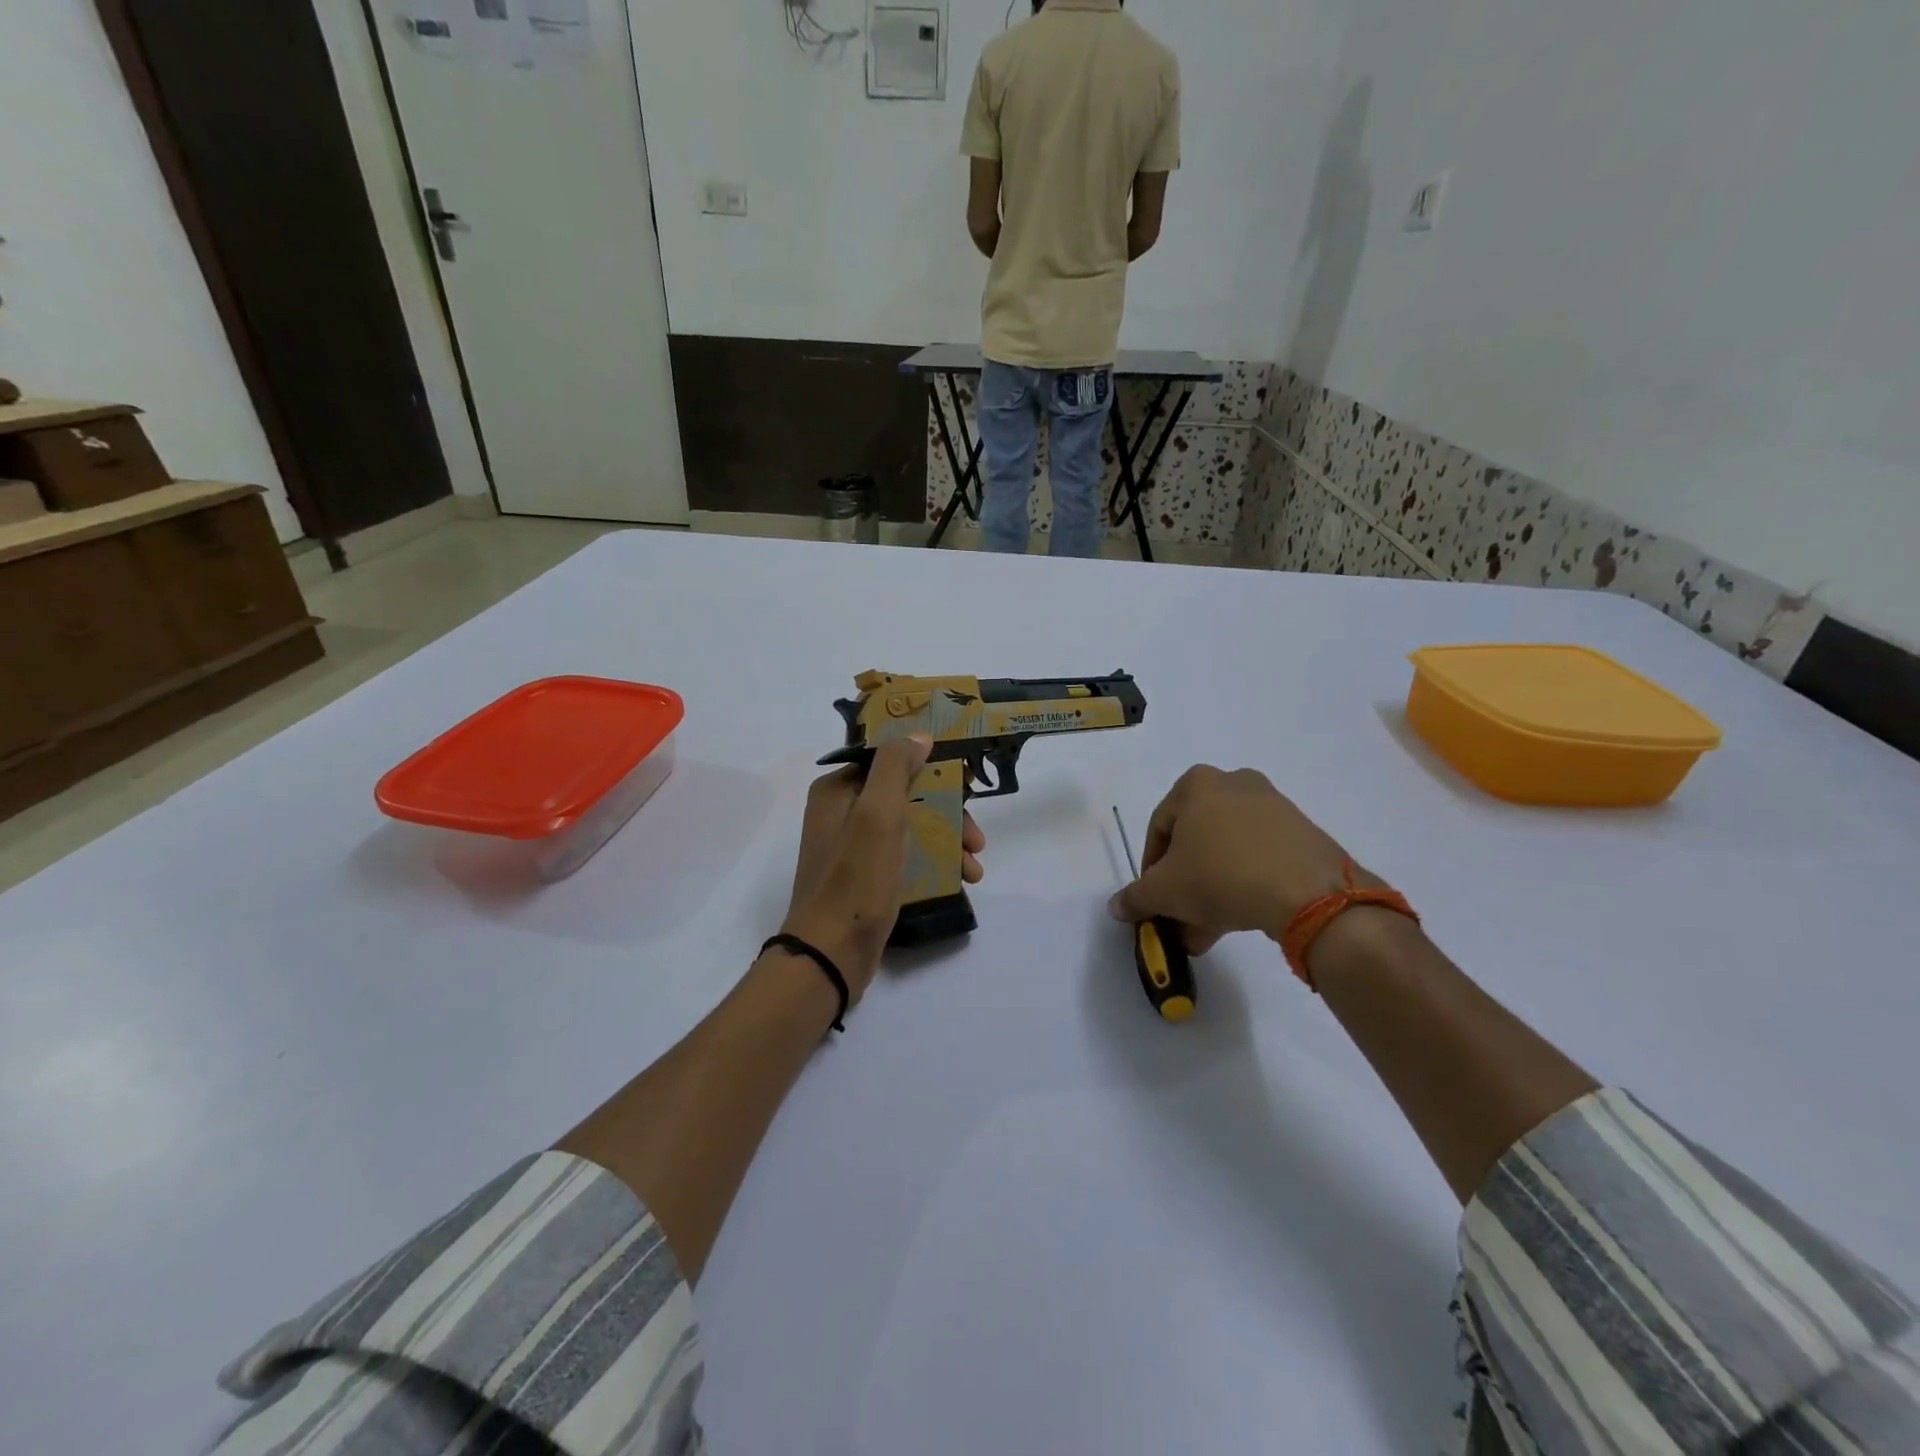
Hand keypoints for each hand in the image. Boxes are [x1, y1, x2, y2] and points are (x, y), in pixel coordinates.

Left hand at [782, 735, 985, 1000]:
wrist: (831, 954)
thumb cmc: (856, 878)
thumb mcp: (877, 814)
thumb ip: (896, 767)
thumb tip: (919, 736)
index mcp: (838, 790)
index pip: (889, 761)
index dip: (929, 766)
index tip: (965, 781)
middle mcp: (842, 813)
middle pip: (906, 796)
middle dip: (948, 813)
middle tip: (977, 838)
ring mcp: (855, 847)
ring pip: (911, 828)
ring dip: (947, 841)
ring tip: (975, 868)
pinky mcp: (867, 877)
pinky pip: (906, 856)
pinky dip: (933, 863)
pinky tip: (960, 880)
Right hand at [1107, 765, 1363, 953]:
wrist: (1308, 893)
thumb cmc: (1220, 876)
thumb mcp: (1164, 892)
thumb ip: (1135, 897)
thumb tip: (1117, 906)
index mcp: (1196, 784)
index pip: (1158, 829)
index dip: (1151, 870)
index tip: (1154, 900)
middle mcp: (1233, 783)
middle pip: (1195, 840)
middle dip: (1184, 884)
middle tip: (1180, 918)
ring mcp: (1272, 805)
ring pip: (1227, 851)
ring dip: (1212, 889)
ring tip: (1209, 931)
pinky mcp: (1301, 830)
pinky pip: (1259, 856)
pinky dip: (1244, 883)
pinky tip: (1241, 918)